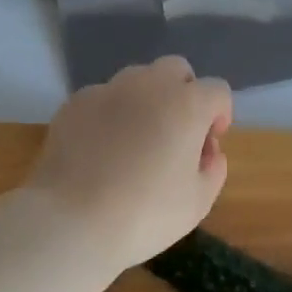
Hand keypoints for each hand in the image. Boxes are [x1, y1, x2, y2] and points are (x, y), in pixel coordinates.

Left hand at [26, 57, 233, 270]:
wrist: (71, 221)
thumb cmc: (144, 215)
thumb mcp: (197, 203)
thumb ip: (213, 170)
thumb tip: (209, 152)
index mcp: (186, 105)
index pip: (217, 90)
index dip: (220, 115)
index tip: (208, 144)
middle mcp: (149, 85)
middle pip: (177, 70)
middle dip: (184, 93)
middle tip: (176, 133)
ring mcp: (108, 89)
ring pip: (138, 78)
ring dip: (147, 99)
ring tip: (136, 139)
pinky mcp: (75, 102)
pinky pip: (103, 97)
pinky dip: (110, 113)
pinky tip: (101, 148)